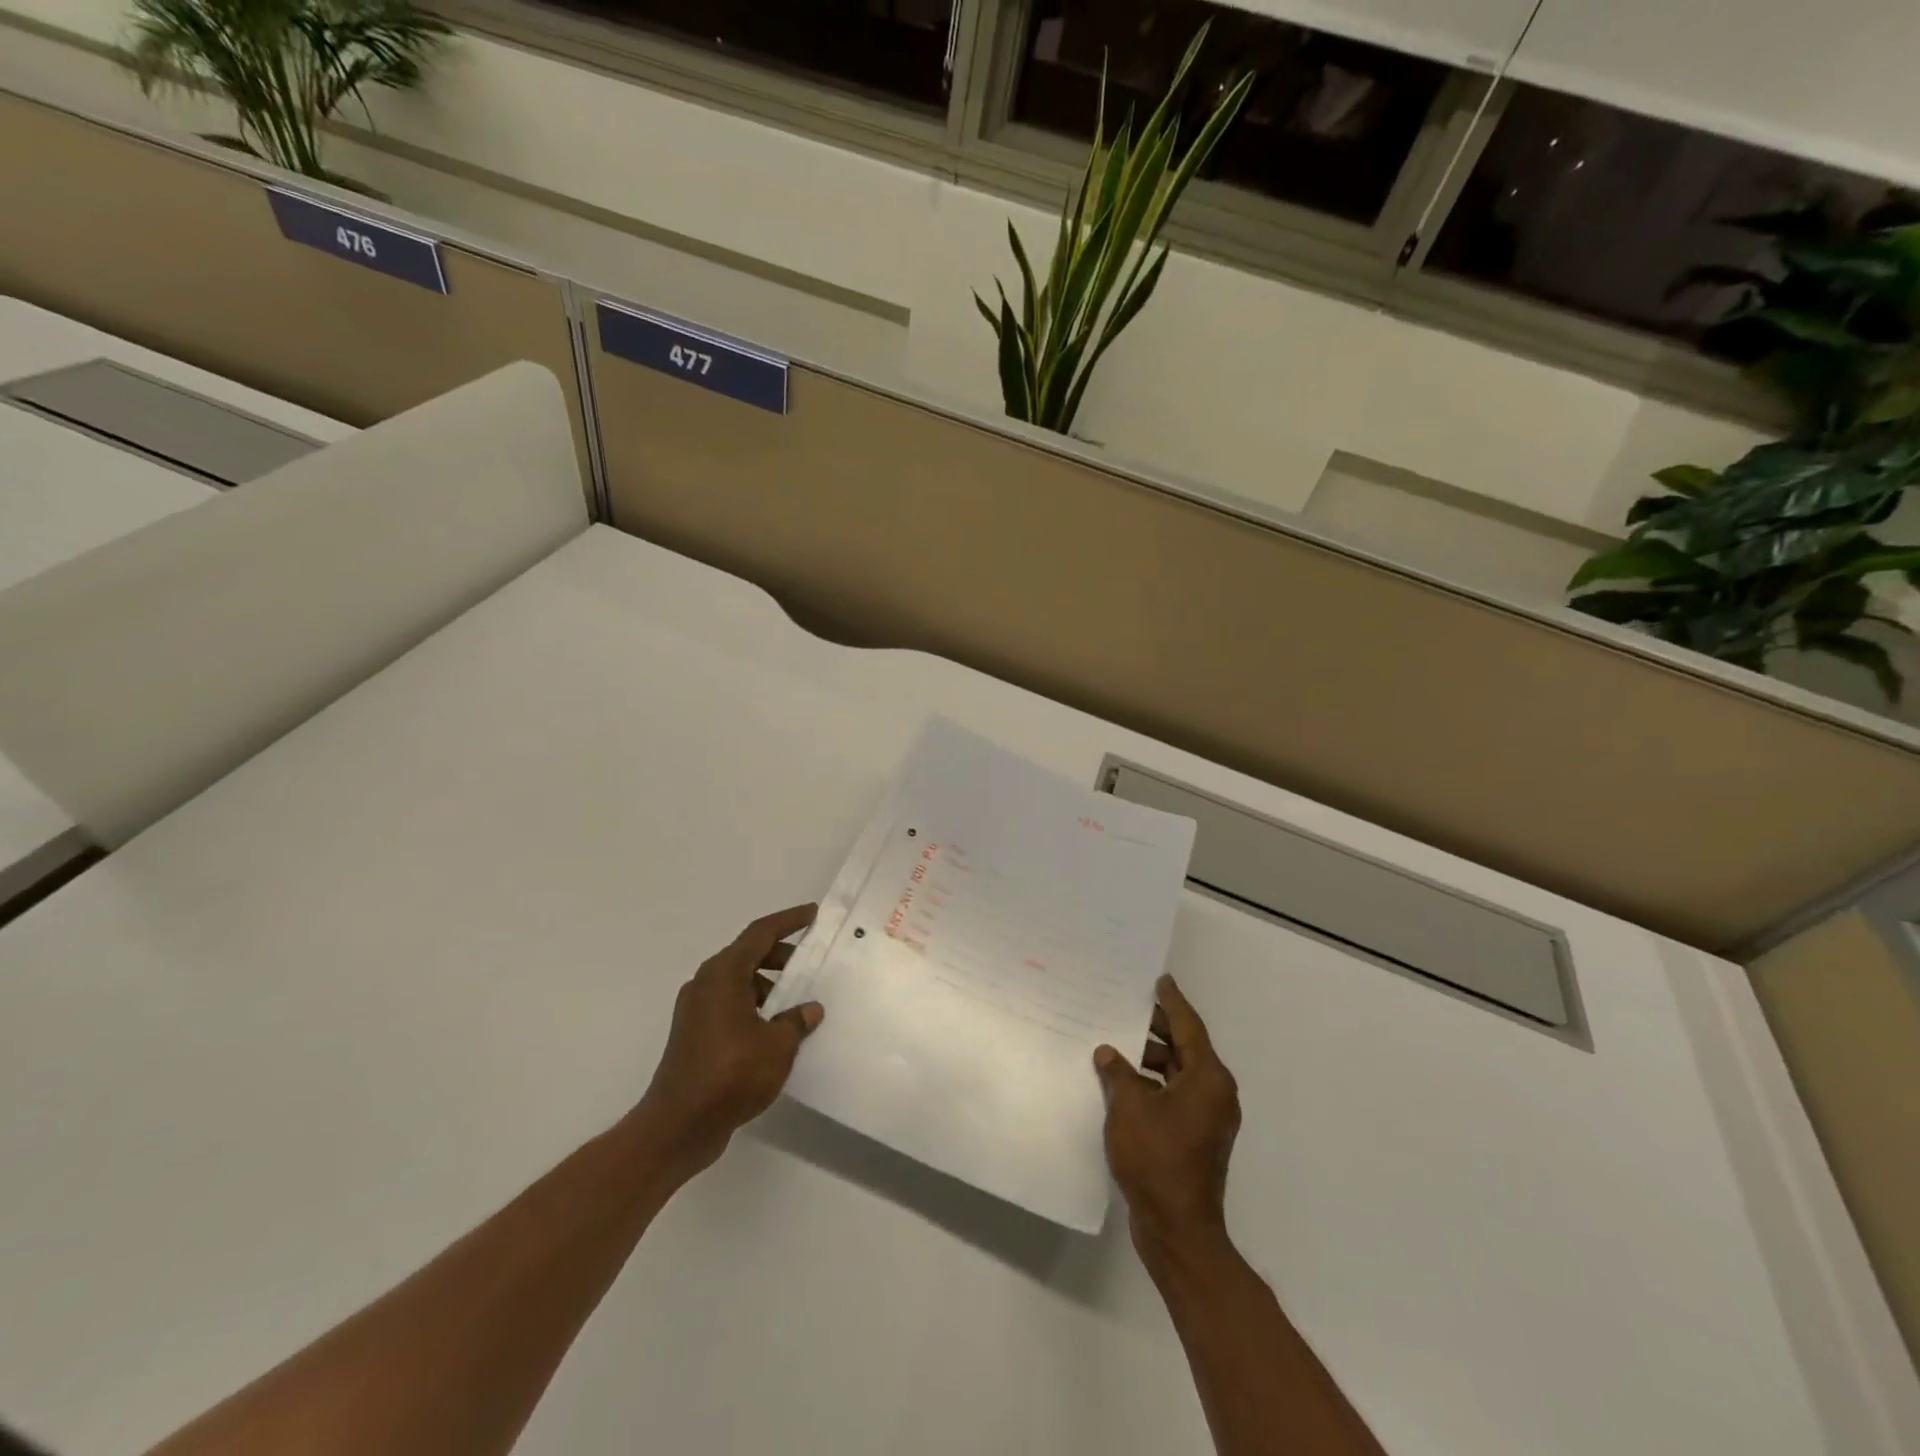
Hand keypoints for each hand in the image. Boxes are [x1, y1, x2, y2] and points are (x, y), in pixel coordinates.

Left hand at [637, 904, 824, 1176]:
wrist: (678, 1126)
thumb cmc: (730, 1075)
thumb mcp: (777, 1046)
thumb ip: (796, 1022)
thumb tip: (809, 1010)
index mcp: (723, 974)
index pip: (760, 933)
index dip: (788, 921)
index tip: (812, 914)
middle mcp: (706, 983)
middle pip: (748, 955)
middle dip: (781, 955)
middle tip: (810, 964)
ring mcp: (696, 1010)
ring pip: (739, 981)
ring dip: (769, 984)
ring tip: (798, 1002)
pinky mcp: (694, 1034)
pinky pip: (731, 1005)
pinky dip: (754, 1006)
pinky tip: (776, 1029)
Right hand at [1095, 975, 1240, 1258]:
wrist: (1178, 1230)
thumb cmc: (1157, 1159)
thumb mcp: (1129, 1108)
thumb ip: (1118, 1073)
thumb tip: (1109, 1053)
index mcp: (1208, 1079)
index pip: (1189, 1027)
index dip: (1172, 1002)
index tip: (1160, 980)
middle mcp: (1215, 1093)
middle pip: (1184, 1048)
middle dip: (1156, 1030)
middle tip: (1127, 1010)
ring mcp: (1208, 1118)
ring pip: (1177, 1073)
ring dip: (1150, 1060)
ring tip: (1116, 1047)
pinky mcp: (1196, 1137)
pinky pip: (1174, 1095)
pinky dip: (1152, 1084)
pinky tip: (1122, 1083)